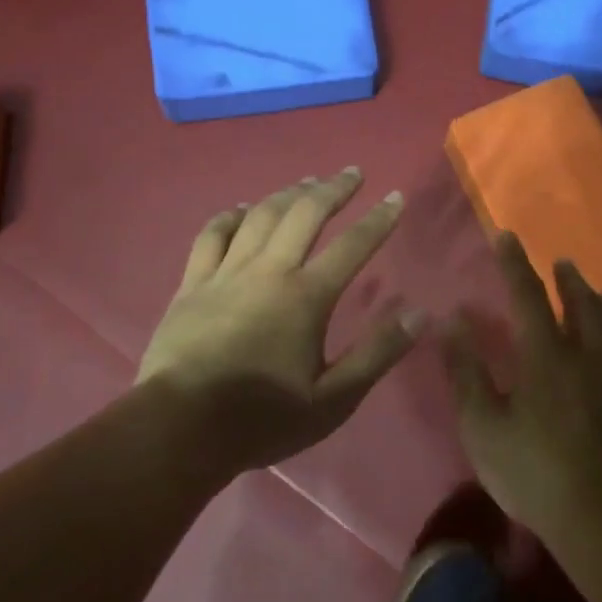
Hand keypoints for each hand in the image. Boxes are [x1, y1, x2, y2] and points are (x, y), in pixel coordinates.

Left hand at [137, 168, 421, 475]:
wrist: (180, 428)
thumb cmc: (262, 418)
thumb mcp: (333, 400)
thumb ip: (377, 354)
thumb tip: (420, 314)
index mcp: (306, 297)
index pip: (352, 246)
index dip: (378, 219)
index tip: (396, 197)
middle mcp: (268, 271)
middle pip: (304, 215)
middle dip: (333, 189)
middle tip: (352, 173)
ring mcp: (226, 273)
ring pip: (260, 217)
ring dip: (287, 194)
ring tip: (307, 182)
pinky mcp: (192, 284)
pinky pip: (212, 236)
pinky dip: (231, 216)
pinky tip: (242, 209)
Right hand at [439, 232, 601, 539]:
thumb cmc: (533, 473)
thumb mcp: (481, 425)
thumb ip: (465, 370)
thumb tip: (451, 320)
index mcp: (546, 357)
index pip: (528, 296)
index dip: (515, 264)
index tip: (507, 236)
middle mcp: (589, 360)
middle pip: (582, 307)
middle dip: (569, 281)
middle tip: (563, 262)